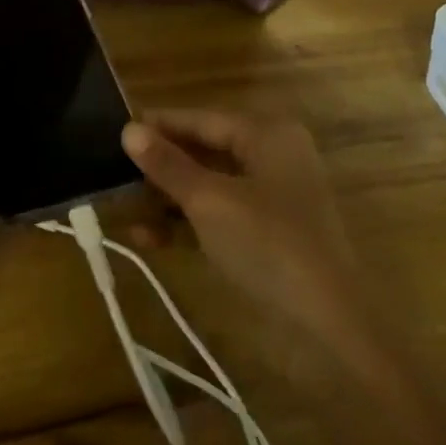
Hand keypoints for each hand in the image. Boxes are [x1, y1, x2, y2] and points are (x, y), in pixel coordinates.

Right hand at [121, 110, 359, 346]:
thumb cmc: (269, 244)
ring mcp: (273, 197)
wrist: (330, 325)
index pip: (202, 119)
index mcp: (267, 134)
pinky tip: (149, 239)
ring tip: (123, 208)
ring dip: (168, 198)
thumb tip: (128, 130)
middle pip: (204, 150)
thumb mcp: (209, 201)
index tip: (117, 130)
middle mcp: (272, 156)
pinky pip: (219, 215)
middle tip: (114, 173)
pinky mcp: (268, 234)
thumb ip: (167, 165)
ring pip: (209, 185)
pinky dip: (187, 223)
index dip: (159, 125)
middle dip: (161, 165)